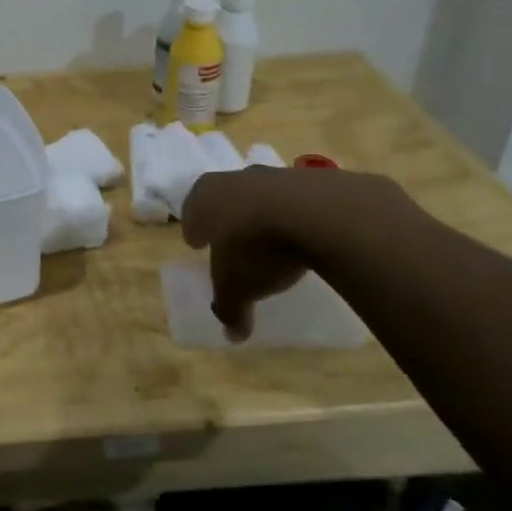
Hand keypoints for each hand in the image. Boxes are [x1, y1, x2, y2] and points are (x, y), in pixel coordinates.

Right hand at [180, 168, 310, 341]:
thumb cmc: (257, 248)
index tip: (197, 243)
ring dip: (263, 213)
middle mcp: (234, 180)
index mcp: (205, 198)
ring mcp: (274, 175)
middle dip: (226, 217)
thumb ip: (230, 310)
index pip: (192, 212)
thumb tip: (232, 335)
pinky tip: (307, 235)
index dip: (194, 229)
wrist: (319, 214)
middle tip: (230, 238)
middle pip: (224, 197)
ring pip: (261, 194)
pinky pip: (298, 200)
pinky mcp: (312, 179)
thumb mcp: (237, 288)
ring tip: (272, 239)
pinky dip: (298, 215)